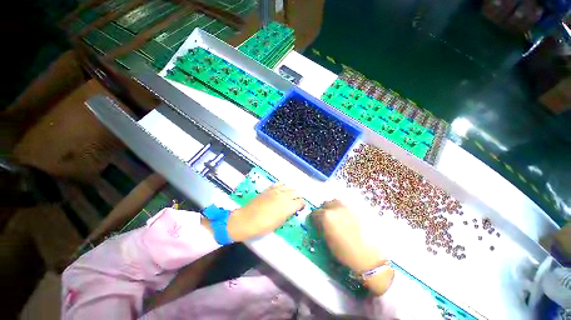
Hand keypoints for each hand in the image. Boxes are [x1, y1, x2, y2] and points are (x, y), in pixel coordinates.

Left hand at [224, 183, 304, 241]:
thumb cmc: (264, 225)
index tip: (300, 208)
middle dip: (298, 197)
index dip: (302, 205)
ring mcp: (276, 191)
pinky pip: (279, 184)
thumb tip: (292, 210)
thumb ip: (288, 214)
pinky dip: (283, 186)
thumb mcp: (279, 223)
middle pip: (296, 192)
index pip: (300, 202)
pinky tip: (282, 190)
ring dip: (292, 191)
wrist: (247, 219)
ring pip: (289, 187)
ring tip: (290, 195)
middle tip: (296, 202)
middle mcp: (284, 196)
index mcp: (288, 206)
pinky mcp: (269, 189)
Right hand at [312, 200, 393, 294]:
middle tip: (327, 220)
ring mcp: (348, 207)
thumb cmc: (345, 252)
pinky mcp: (358, 210)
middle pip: (326, 204)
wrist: (369, 257)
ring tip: (338, 218)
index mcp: (326, 216)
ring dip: (334, 208)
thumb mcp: (328, 241)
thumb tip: (320, 223)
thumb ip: (322, 228)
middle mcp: (336, 208)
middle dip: (324, 211)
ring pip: (337, 203)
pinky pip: (347, 207)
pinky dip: (345, 211)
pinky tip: (349, 220)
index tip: (317, 223)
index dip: (315, 218)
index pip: (315, 213)